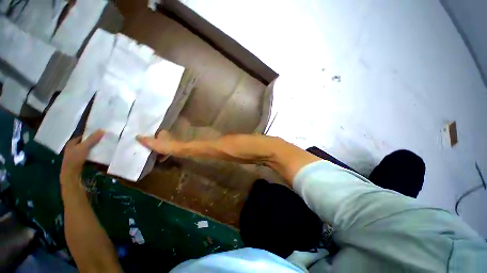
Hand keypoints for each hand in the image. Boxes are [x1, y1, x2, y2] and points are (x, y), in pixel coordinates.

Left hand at [60, 130, 103, 183]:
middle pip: (85, 143)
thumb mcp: (84, 147)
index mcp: (72, 143)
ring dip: (93, 149)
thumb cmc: (75, 158)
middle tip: (103, 142)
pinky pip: (87, 156)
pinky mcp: (79, 162)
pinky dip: (93, 155)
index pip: (83, 136)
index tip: (100, 136)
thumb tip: (102, 130)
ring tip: (102, 149)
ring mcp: (75, 155)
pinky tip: (98, 156)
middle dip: (93, 143)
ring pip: (87, 150)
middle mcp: (72, 148)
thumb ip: (93, 139)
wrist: (71, 174)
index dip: (91, 135)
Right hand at [136, 130, 179, 155]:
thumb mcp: (152, 143)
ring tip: (151, 154)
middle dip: (154, 144)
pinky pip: (167, 151)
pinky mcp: (174, 148)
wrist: (179, 151)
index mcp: (162, 132)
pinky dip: (163, 155)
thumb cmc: (165, 145)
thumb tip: (136, 136)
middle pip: (158, 140)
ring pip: (163, 145)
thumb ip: (145, 140)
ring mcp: (172, 142)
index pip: (154, 133)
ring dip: (158, 150)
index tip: (143, 140)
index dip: (149, 136)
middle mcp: (168, 136)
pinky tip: (160, 159)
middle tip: (146, 148)